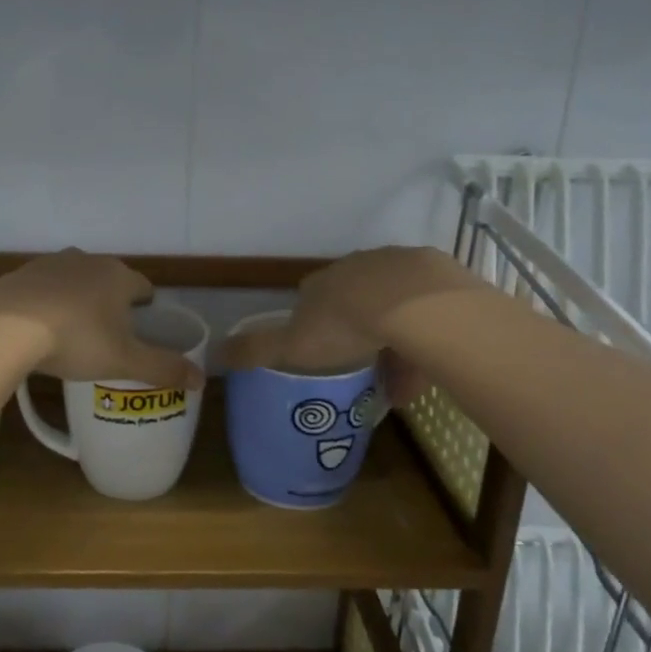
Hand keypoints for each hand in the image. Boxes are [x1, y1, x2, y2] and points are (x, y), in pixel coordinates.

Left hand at [0, 249, 203, 388]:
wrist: (5, 328)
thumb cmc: (76, 340)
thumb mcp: (125, 361)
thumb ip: (164, 368)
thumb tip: (202, 378)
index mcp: (118, 276)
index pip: (143, 286)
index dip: (146, 307)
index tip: (141, 328)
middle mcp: (87, 260)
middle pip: (108, 280)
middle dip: (111, 302)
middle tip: (108, 336)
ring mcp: (50, 263)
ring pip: (74, 280)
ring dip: (78, 299)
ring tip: (73, 332)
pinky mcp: (20, 274)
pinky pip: (43, 288)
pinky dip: (46, 303)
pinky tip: (39, 328)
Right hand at [220, 246, 482, 403]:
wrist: (415, 307)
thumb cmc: (345, 327)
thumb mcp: (291, 346)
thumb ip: (256, 350)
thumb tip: (213, 354)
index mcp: (322, 282)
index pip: (310, 297)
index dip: (314, 324)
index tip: (320, 352)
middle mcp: (357, 267)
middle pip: (354, 300)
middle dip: (356, 332)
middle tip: (362, 369)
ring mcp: (399, 268)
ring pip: (393, 308)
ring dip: (393, 341)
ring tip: (398, 384)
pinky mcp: (437, 276)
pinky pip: (427, 314)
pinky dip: (424, 341)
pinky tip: (427, 371)